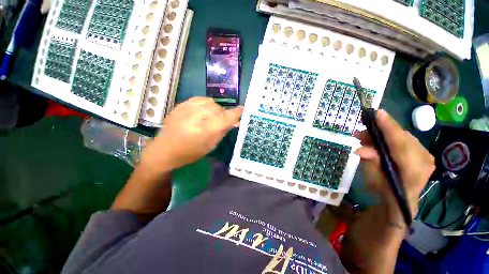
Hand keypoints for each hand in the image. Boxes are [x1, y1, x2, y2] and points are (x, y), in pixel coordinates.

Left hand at [140, 97, 242, 171]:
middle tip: (221, 121)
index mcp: (204, 131)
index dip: (235, 113)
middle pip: (218, 109)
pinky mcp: (180, 105)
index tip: (242, 110)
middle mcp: (195, 117)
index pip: (225, 118)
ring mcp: (186, 109)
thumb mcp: (210, 146)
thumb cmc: (190, 153)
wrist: (164, 150)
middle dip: (223, 114)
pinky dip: (206, 104)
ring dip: (215, 109)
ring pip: (210, 102)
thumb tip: (234, 121)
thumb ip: (223, 131)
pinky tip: (203, 111)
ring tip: (211, 116)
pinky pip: (200, 99)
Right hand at [353, 109, 434, 215]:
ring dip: (384, 134)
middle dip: (380, 131)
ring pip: (403, 137)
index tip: (377, 113)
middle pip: (401, 138)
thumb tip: (361, 149)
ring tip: (365, 136)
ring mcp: (427, 156)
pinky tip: (379, 140)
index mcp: (412, 170)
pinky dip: (391, 138)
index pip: (400, 144)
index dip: (388, 128)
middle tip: (361, 131)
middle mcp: (424, 160)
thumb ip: (371, 162)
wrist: (400, 200)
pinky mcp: (424, 153)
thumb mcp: (372, 179)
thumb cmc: (383, 191)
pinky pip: (406, 140)